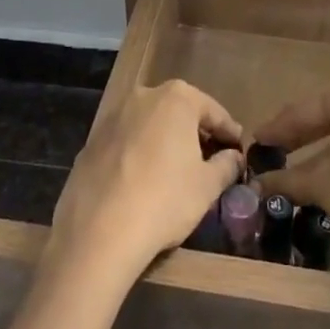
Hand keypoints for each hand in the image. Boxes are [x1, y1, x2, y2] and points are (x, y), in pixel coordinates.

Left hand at [50, 80, 244, 282]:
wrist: (99, 231)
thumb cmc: (165, 199)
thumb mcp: (207, 185)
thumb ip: (226, 165)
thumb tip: (233, 157)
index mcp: (175, 98)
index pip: (213, 111)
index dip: (229, 132)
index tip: (239, 151)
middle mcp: (142, 97)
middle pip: (178, 112)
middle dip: (196, 133)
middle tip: (210, 160)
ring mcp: (112, 118)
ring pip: (149, 126)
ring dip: (164, 142)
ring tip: (176, 172)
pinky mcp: (90, 143)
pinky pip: (125, 144)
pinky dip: (138, 155)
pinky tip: (143, 183)